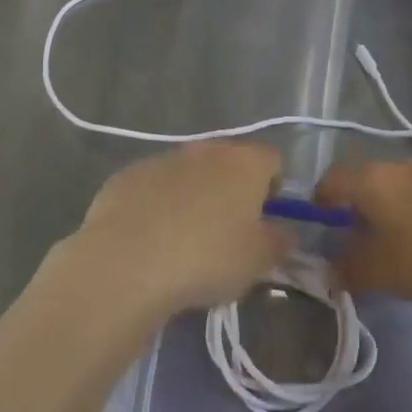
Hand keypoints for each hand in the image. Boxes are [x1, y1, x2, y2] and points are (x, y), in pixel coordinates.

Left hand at [63, 144, 292, 316]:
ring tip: (184, 241)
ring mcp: (163, 158)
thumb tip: (285, 230)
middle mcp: (206, 149)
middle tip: (226, 233)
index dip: (274, 189)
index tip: (265, 222)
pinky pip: (154, 186)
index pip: (273, 160)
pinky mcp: (127, 174)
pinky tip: (150, 239)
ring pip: (189, 172)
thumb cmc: (206, 258)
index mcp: (245, 162)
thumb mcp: (258, 261)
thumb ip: (279, 241)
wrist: (126, 261)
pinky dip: (157, 205)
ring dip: (193, 196)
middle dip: (231, 190)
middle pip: (229, 162)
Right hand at [315, 158, 411, 310]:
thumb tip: (330, 267)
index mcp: (376, 179)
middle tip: (361, 247)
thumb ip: (350, 269)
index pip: (331, 179)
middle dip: (357, 211)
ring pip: (399, 186)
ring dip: (391, 211)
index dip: (319, 203)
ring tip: (402, 249)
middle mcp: (403, 163)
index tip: (322, 232)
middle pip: (366, 180)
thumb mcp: (388, 273)